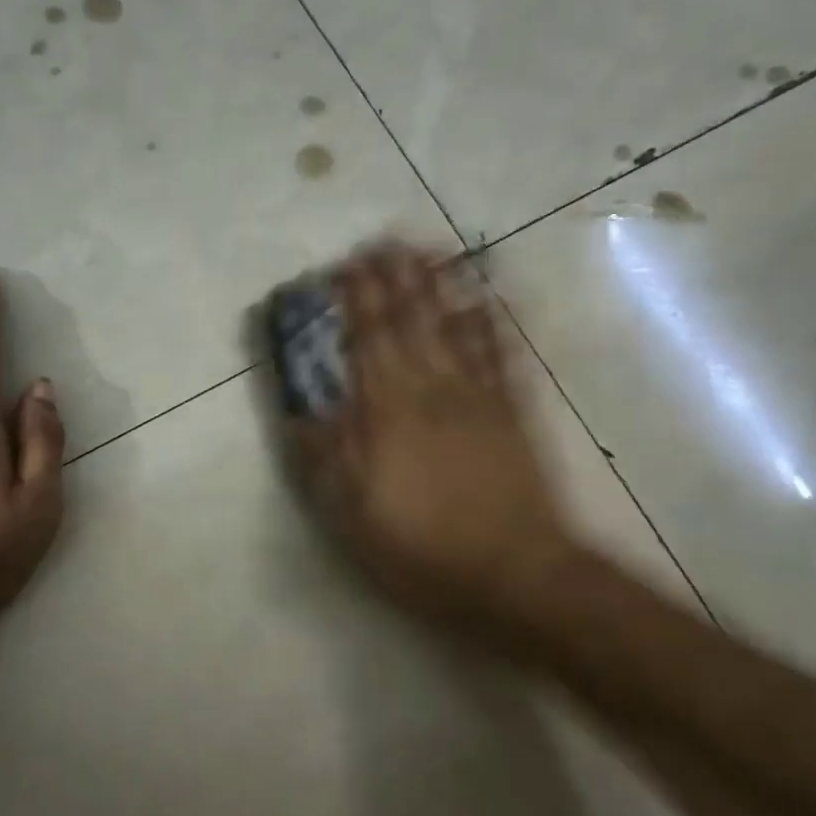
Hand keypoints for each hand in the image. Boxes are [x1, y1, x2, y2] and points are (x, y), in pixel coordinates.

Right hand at [286, 242, 575, 639]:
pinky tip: (487, 299)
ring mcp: (478, 398)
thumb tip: (299, 414)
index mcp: (389, 413)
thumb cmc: (424, 549)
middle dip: (396, 279)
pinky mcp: (513, 413)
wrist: (516, 573)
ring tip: (430, 251)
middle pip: (412, 322)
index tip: (347, 267)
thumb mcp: (353, 517)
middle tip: (385, 241)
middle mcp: (433, 390)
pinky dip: (492, 322)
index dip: (357, 301)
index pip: (369, 341)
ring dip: (440, 286)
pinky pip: (500, 355)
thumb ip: (326, 459)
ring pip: (455, 327)